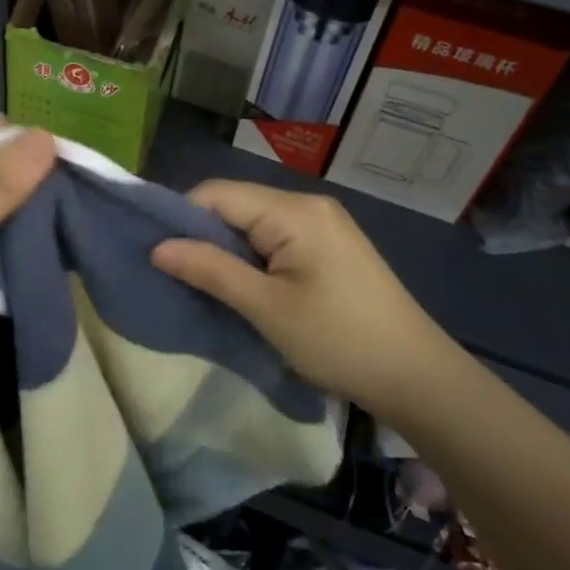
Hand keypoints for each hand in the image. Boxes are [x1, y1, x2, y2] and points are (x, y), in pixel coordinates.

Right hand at [151, 180, 454, 415]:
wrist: (415, 375)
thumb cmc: (338, 340)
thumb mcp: (266, 308)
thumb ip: (210, 270)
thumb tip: (156, 247)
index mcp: (294, 211)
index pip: (216, 194)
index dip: (180, 219)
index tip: (154, 255)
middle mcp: (308, 205)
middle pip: (235, 205)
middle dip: (201, 236)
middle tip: (173, 275)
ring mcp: (323, 224)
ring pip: (253, 224)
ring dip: (225, 250)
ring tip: (202, 284)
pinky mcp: (330, 247)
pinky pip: (275, 239)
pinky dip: (250, 258)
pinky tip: (241, 286)